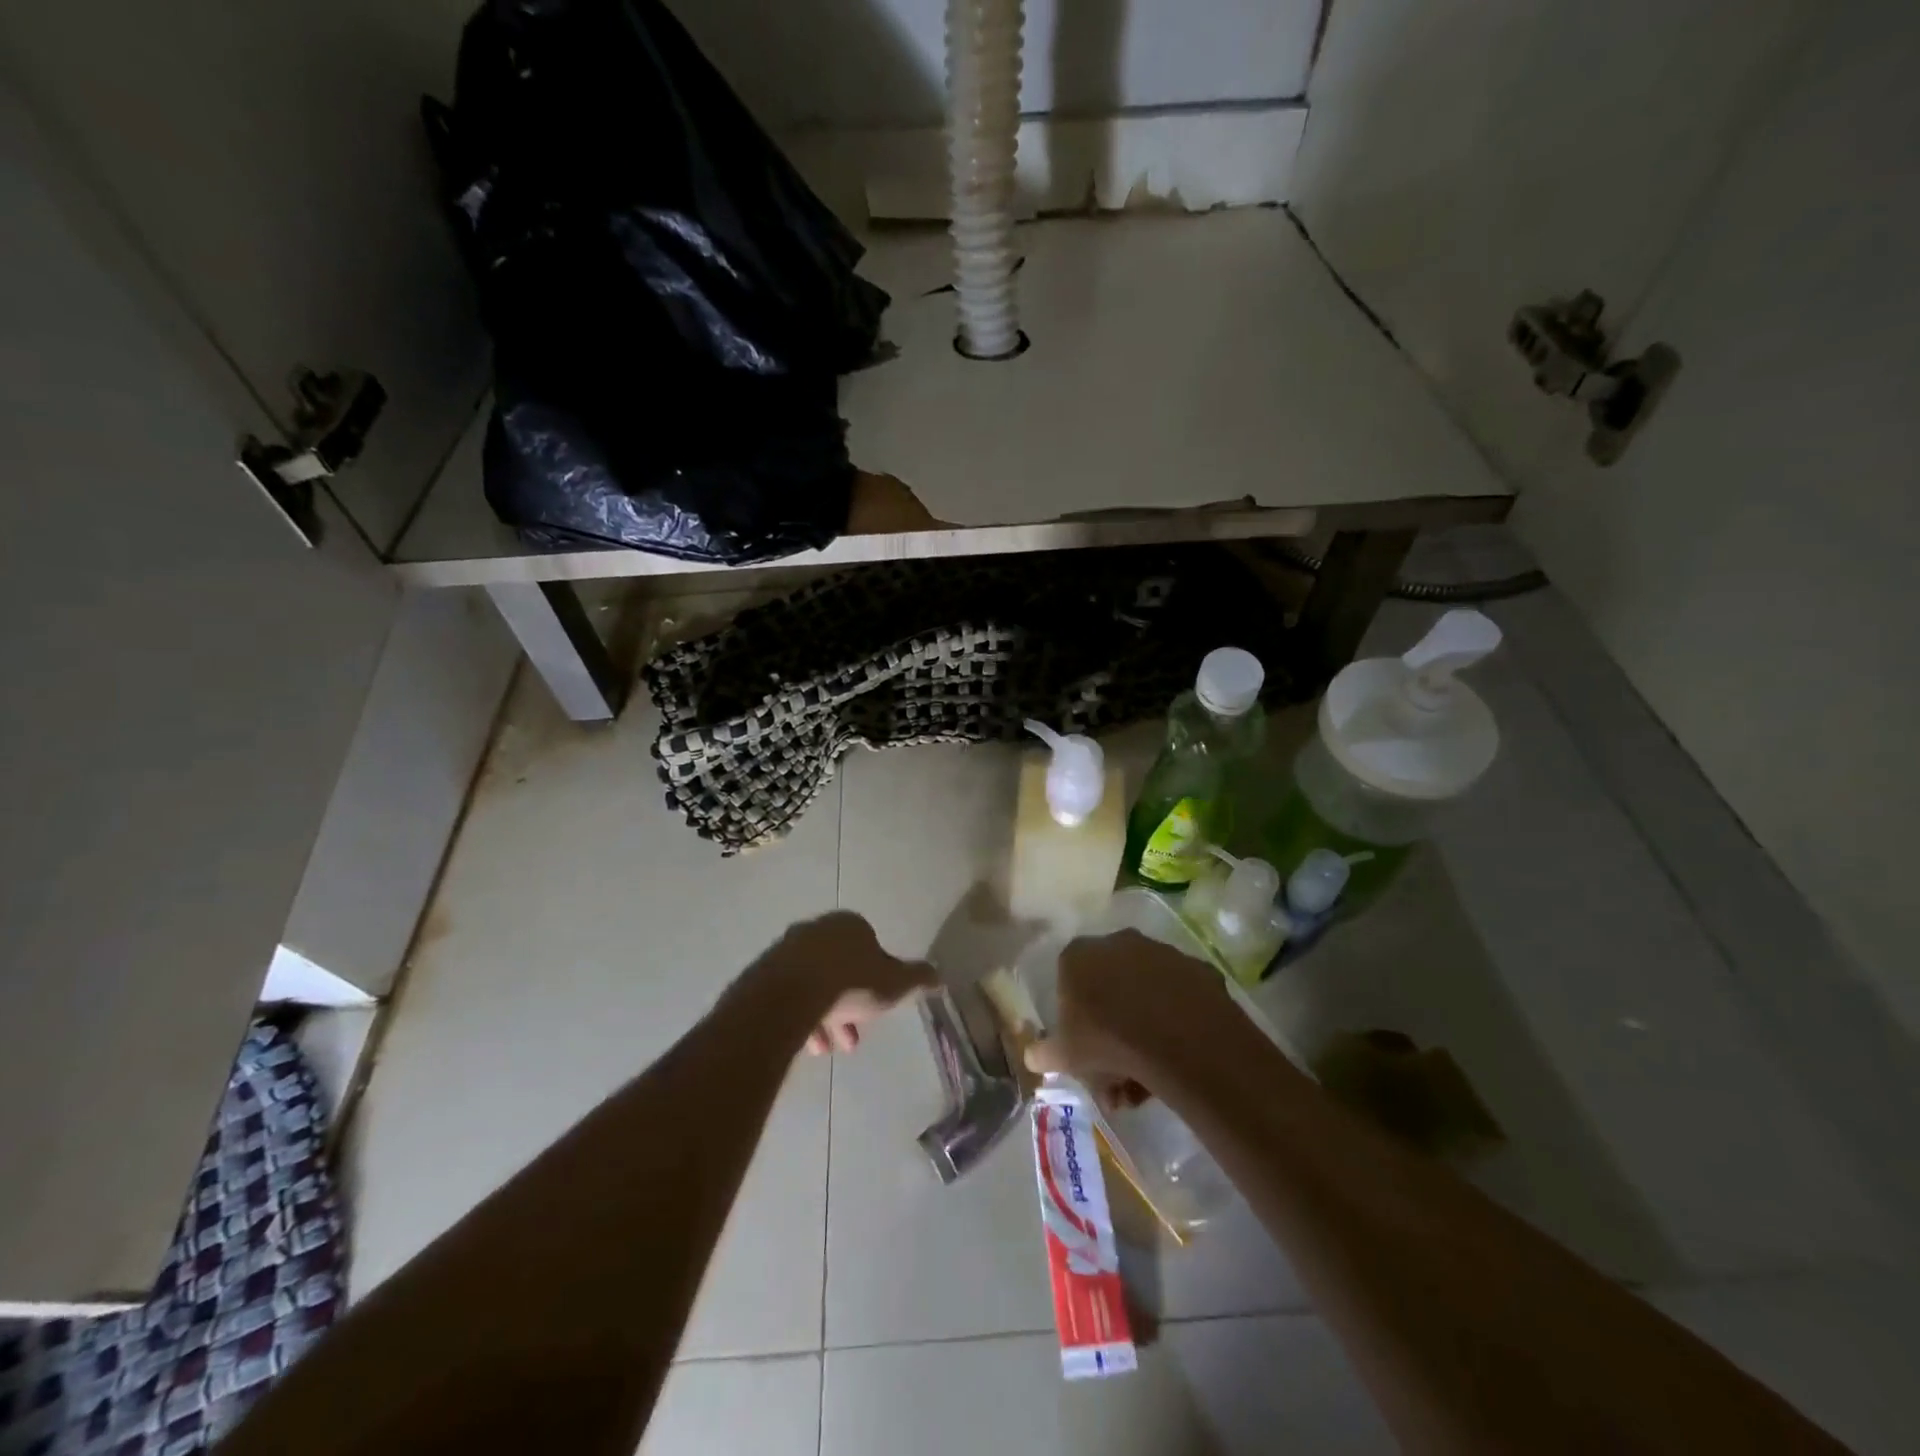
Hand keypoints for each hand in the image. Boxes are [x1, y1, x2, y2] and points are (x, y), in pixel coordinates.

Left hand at [758, 911, 934, 1054]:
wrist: (788, 997)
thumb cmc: (850, 983)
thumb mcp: (895, 984)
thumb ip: (917, 978)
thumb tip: (939, 976)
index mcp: (850, 924)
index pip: (869, 947)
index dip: (877, 979)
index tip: (877, 1008)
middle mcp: (816, 930)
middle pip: (839, 969)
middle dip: (849, 1005)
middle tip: (853, 1038)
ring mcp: (786, 950)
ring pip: (813, 985)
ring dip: (824, 1017)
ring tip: (828, 1050)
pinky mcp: (763, 974)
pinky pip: (789, 997)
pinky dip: (800, 1018)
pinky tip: (806, 1045)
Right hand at [1024, 929, 1242, 1096]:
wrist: (1177, 1038)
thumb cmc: (1106, 1040)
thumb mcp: (1065, 1055)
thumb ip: (1045, 1053)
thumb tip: (1031, 1057)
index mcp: (1078, 955)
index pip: (1068, 980)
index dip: (1074, 1017)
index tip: (1083, 1049)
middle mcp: (1118, 942)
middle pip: (1110, 986)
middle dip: (1111, 1028)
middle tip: (1117, 1074)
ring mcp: (1161, 951)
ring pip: (1146, 992)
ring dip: (1144, 1027)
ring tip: (1149, 1077)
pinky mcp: (1196, 967)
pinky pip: (1180, 998)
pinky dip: (1176, 1020)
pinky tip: (1178, 1055)